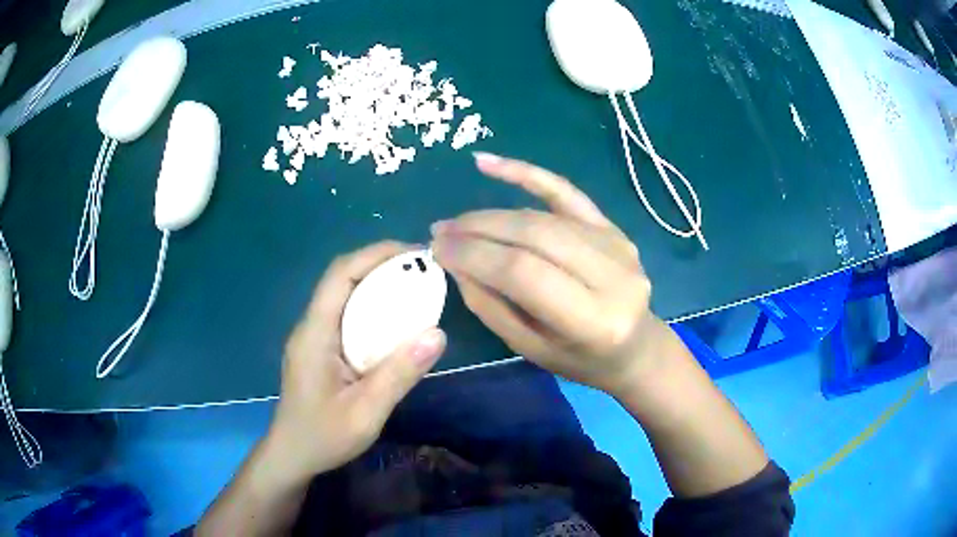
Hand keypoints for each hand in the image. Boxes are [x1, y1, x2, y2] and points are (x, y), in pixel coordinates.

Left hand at [265, 242, 446, 483]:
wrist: (292, 456)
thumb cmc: (324, 436)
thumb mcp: (366, 412)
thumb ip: (399, 374)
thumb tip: (438, 334)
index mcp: (314, 334)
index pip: (339, 276)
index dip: (374, 255)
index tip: (413, 252)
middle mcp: (311, 327)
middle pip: (341, 280)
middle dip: (379, 265)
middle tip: (421, 269)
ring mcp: (313, 338)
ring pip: (343, 297)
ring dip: (376, 285)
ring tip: (414, 288)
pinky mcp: (319, 351)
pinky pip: (346, 317)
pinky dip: (371, 309)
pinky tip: (394, 323)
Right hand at [431, 153, 668, 396]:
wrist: (635, 347)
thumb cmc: (582, 361)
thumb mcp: (531, 349)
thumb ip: (492, 307)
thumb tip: (456, 262)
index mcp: (594, 320)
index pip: (524, 273)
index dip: (475, 255)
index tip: (437, 248)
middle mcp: (612, 275)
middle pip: (534, 235)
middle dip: (479, 229)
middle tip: (441, 231)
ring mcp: (616, 244)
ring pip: (543, 216)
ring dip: (493, 214)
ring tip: (458, 221)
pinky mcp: (611, 226)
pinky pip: (565, 192)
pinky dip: (525, 174)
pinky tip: (488, 163)